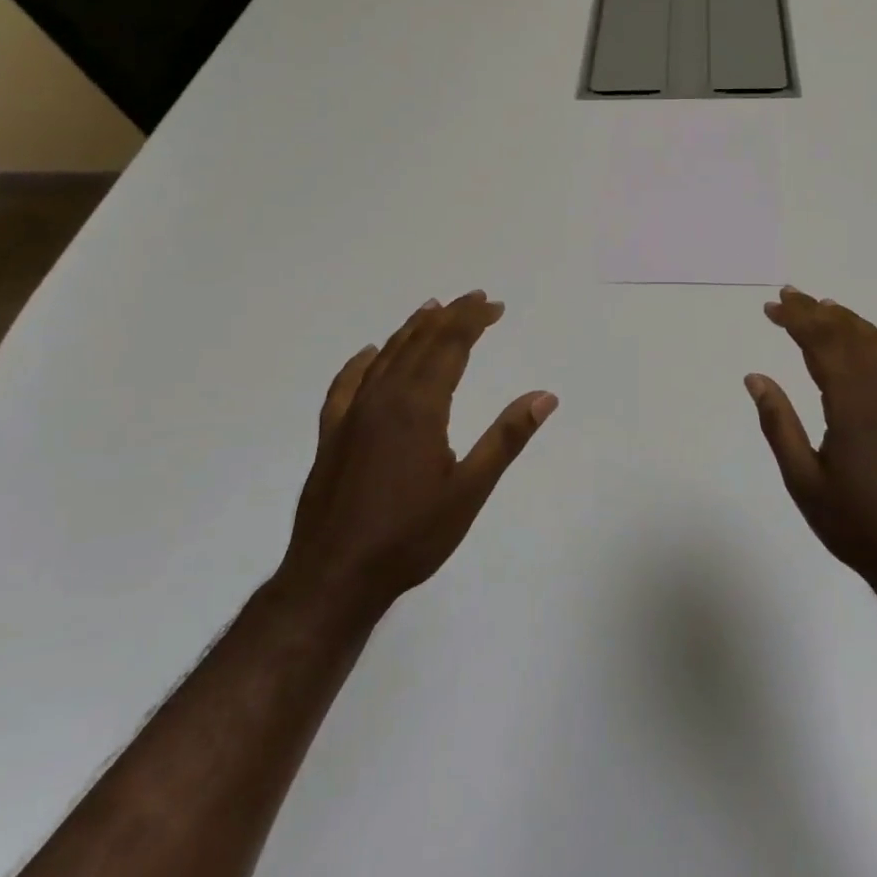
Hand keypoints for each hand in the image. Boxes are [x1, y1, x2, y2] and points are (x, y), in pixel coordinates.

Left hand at [277, 291, 556, 623]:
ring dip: (412, 329)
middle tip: (475, 299)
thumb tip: (545, 396)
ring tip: (432, 309)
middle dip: (449, 317)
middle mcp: (384, 398)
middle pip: (420, 342)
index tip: (494, 305)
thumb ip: (506, 438)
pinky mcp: (332, 434)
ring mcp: (352, 414)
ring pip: (386, 356)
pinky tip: (370, 353)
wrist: (334, 578)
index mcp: (419, 406)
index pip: (450, 346)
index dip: (472, 320)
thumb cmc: (410, 537)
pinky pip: (346, 384)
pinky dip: (361, 362)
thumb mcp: (470, 490)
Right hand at [745, 287, 876, 599]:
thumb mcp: (803, 481)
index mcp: (852, 406)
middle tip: (788, 297)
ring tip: (823, 308)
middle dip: (817, 312)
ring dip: (849, 322)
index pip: (823, 344)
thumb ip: (779, 425)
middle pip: (850, 335)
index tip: (772, 307)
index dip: (797, 320)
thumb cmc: (856, 525)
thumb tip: (755, 378)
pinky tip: (876, 345)